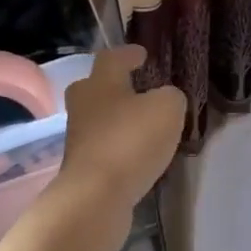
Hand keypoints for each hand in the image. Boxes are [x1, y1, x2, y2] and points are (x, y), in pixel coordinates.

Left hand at [53, 45, 185, 230]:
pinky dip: (119, 145)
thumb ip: (170, 97)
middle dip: (113, 85)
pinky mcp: (83, 167)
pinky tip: (137, 153)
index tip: (142, 54)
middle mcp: (83, 106)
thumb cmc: (130, 141)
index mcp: (100, 83)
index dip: (128, 54)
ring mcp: (79, 138)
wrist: (96, 197)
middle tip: (136, 87)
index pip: (112, 58)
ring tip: (144, 124)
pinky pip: (104, 146)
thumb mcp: (167, 109)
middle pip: (94, 87)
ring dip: (118, 118)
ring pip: (99, 118)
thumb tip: (166, 99)